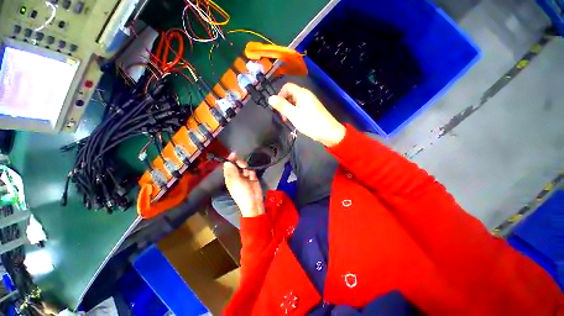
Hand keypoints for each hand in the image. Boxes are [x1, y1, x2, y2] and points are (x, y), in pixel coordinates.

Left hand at [223, 153, 264, 217]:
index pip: (229, 166)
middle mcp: (237, 176)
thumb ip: (231, 170)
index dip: (230, 160)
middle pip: (237, 165)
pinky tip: (252, 177)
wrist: (253, 201)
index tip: (234, 154)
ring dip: (247, 169)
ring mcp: (245, 177)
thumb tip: (226, 161)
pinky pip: (252, 171)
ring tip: (248, 174)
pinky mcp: (252, 178)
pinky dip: (252, 173)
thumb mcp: (235, 181)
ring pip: (245, 167)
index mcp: (230, 177)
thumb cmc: (241, 192)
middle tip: (243, 166)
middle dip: (240, 163)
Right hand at [268, 83, 345, 146]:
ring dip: (289, 110)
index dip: (279, 95)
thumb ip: (282, 106)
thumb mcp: (294, 115)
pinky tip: (295, 121)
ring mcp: (310, 102)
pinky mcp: (312, 109)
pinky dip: (295, 113)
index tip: (277, 107)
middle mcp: (306, 95)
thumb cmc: (311, 123)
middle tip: (283, 117)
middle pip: (290, 94)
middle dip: (284, 104)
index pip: (287, 86)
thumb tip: (270, 98)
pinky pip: (300, 107)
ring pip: (294, 102)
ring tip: (288, 121)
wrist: (329, 133)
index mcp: (302, 93)